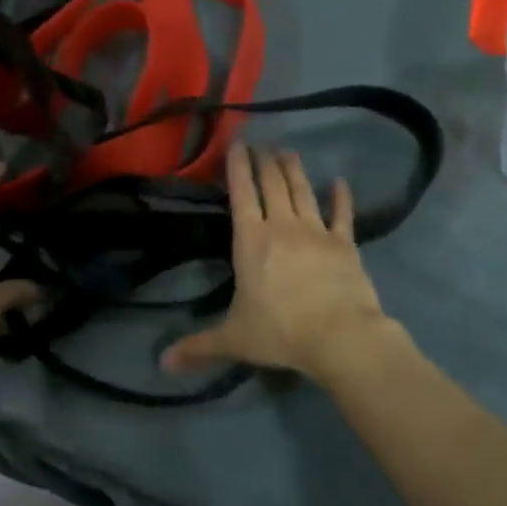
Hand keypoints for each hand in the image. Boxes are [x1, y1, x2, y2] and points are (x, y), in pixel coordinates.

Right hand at [162, 144, 393, 382]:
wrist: (340, 336)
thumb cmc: (280, 332)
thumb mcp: (234, 339)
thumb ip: (198, 347)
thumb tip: (161, 363)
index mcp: (251, 240)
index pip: (242, 194)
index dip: (238, 167)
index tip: (237, 144)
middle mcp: (283, 226)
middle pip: (272, 184)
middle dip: (264, 161)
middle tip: (261, 143)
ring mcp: (317, 231)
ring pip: (303, 191)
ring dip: (294, 169)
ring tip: (288, 151)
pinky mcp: (345, 243)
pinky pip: (342, 215)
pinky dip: (341, 198)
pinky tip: (341, 183)